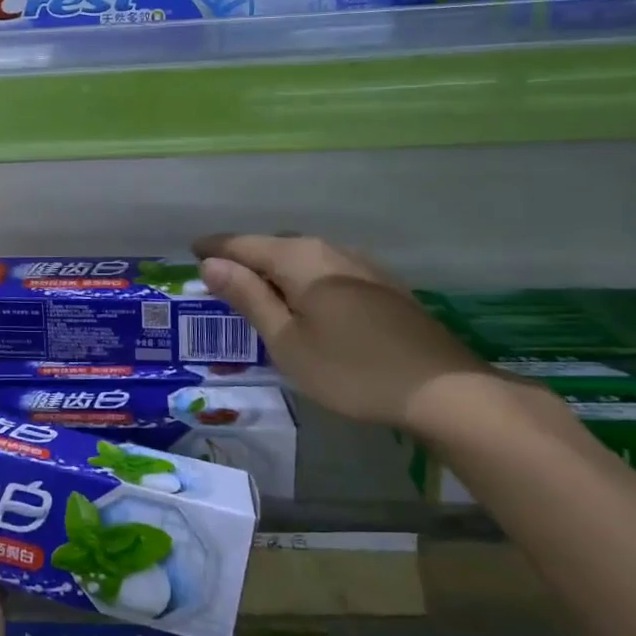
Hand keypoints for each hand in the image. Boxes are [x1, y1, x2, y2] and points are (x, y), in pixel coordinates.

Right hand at [192, 233, 491, 431]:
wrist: (443, 391)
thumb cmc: (351, 370)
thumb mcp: (287, 341)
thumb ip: (248, 298)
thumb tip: (211, 264)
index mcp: (299, 258)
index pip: (243, 244)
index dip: (214, 248)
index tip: (191, 253)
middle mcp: (329, 250)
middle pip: (274, 246)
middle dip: (244, 258)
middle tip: (219, 280)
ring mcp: (361, 265)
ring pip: (303, 258)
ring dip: (275, 271)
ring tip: (257, 293)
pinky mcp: (382, 286)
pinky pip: (326, 271)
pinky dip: (303, 281)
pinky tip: (305, 304)